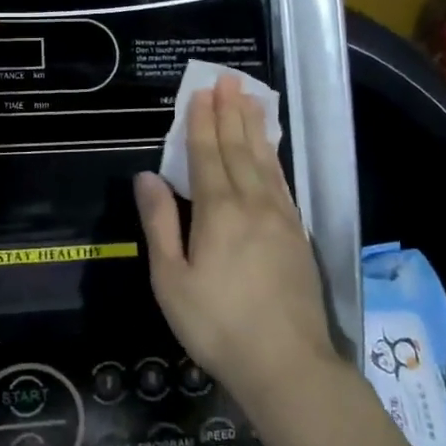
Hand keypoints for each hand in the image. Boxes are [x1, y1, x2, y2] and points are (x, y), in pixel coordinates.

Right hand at [134, 75, 337, 401]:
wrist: (287, 366)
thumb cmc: (217, 325)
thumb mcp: (171, 279)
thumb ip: (160, 223)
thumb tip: (146, 176)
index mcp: (218, 211)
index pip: (207, 155)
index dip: (203, 122)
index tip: (202, 92)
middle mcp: (252, 204)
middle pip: (239, 149)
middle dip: (231, 112)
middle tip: (229, 80)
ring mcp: (281, 218)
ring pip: (265, 160)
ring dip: (255, 127)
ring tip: (251, 99)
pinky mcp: (298, 235)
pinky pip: (283, 182)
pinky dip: (274, 158)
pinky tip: (270, 150)